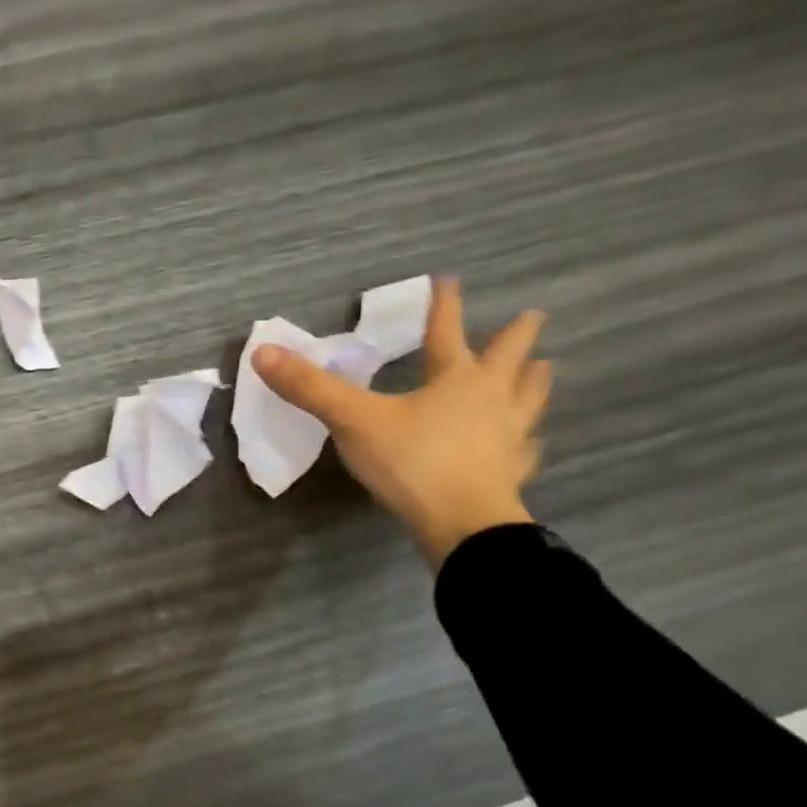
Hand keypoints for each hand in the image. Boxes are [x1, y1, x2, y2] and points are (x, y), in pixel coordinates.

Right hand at [252, 279, 549, 569]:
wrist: (463, 526)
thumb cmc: (412, 462)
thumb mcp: (352, 420)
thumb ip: (310, 388)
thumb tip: (262, 352)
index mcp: (457, 379)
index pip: (447, 332)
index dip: (444, 306)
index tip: (451, 279)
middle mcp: (491, 399)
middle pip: (510, 359)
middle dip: (517, 337)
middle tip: (532, 316)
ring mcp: (508, 436)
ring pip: (530, 400)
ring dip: (535, 381)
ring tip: (544, 368)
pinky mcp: (511, 473)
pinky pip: (525, 449)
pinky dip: (527, 441)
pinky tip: (527, 443)